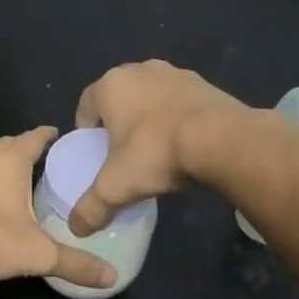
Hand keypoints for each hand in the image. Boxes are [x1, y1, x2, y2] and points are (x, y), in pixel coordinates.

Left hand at [0, 127, 116, 288]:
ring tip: (4, 174)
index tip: (54, 133)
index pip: (32, 139)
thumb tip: (112, 277)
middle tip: (34, 157)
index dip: (45, 135)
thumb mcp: (38, 255)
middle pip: (4, 144)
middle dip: (19, 147)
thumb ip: (76, 264)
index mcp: (8, 163)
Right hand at [68, 61, 249, 235]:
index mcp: (110, 85)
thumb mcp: (116, 187)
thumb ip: (91, 208)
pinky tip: (184, 143)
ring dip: (148, 118)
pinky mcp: (204, 82)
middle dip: (118, 123)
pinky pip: (179, 101)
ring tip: (156, 150)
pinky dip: (176, 118)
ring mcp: (174, 73)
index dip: (87, 132)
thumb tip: (77, 228)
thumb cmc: (156, 153)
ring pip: (150, 97)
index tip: (95, 155)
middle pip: (119, 99)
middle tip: (123, 154)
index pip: (86, 105)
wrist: (222, 139)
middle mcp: (139, 70)